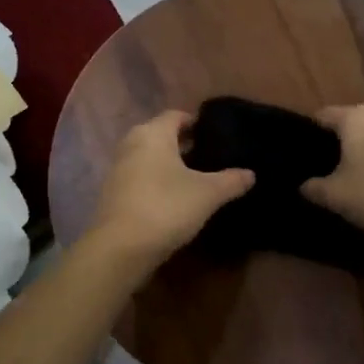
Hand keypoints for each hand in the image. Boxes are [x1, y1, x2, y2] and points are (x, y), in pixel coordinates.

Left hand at [86, 110, 254, 267]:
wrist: (121, 248)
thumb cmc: (166, 207)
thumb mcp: (208, 194)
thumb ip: (231, 181)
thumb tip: (251, 174)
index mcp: (152, 134)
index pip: (176, 115)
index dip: (196, 122)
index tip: (216, 135)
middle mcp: (131, 144)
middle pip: (160, 135)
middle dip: (183, 144)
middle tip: (209, 156)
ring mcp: (117, 169)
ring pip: (148, 157)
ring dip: (168, 164)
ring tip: (195, 178)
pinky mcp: (112, 194)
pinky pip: (139, 178)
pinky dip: (155, 181)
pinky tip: (173, 198)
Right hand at [301, 103, 363, 241]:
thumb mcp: (335, 197)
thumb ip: (314, 188)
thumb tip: (304, 185)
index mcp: (355, 117)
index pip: (324, 115)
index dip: (311, 130)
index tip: (305, 149)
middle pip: (354, 120)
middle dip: (343, 138)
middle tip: (331, 163)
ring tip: (362, 171)